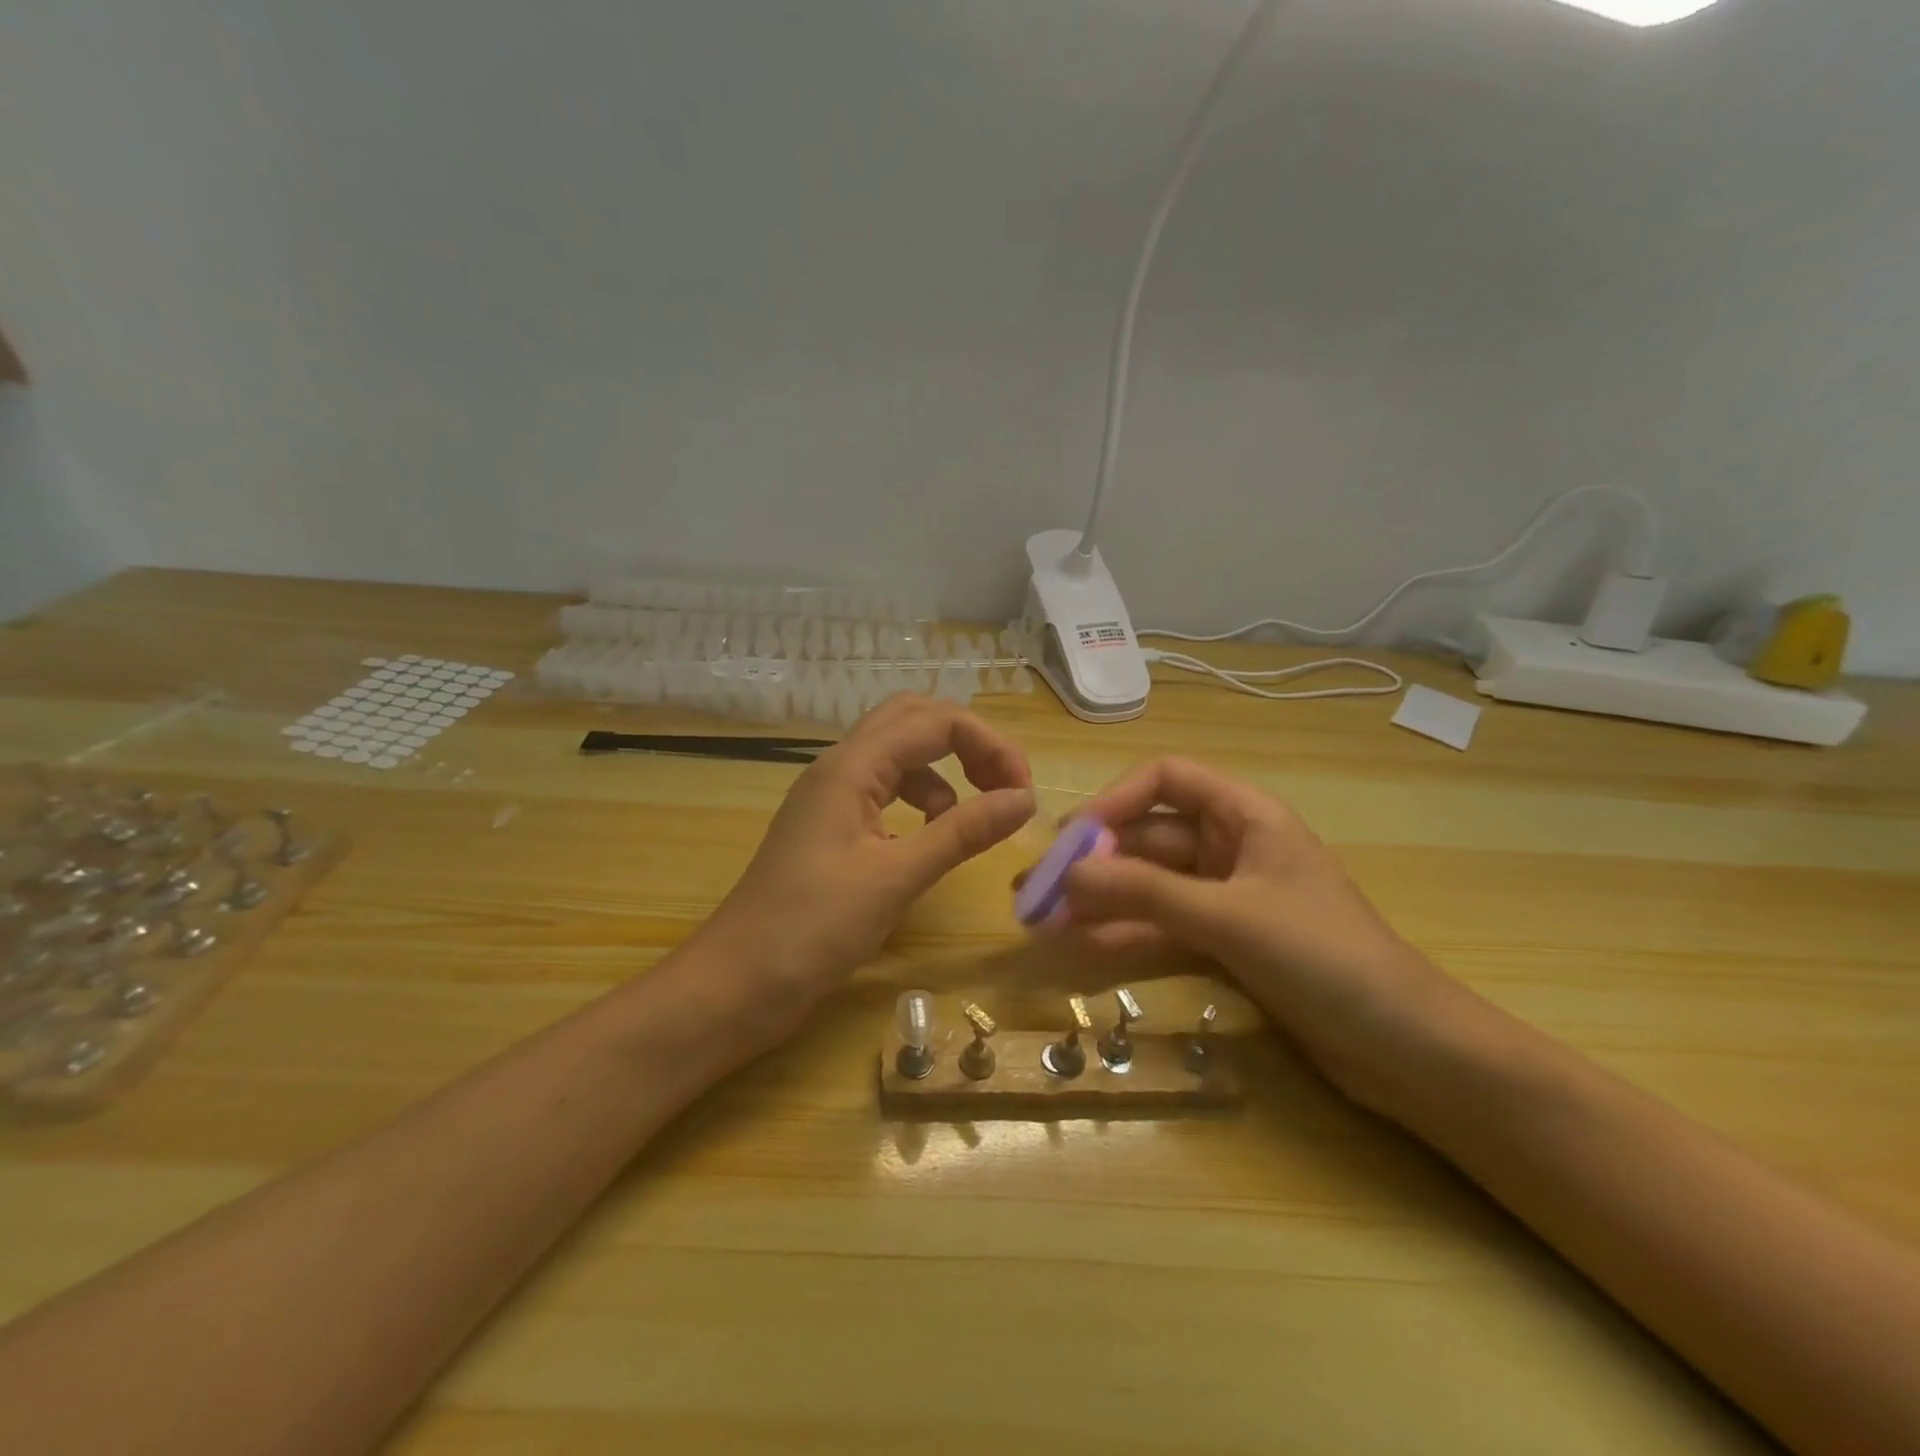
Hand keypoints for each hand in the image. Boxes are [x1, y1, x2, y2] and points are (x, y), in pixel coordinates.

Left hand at [698, 696, 1034, 1022]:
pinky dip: (920, 800)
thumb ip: (962, 832)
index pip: (935, 722)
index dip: (989, 745)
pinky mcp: (832, 827)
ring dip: (944, 771)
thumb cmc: (813, 929)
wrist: (737, 984)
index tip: (1024, 793)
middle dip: (967, 742)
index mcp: (851, 767)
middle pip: (913, 720)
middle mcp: (840, 767)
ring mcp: (832, 797)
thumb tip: (1025, 800)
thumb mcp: (896, 878)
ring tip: (971, 817)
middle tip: (1004, 786)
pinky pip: (885, 790)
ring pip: (899, 754)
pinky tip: (930, 838)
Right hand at [1062, 757, 1460, 1103]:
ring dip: (1102, 899)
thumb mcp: (1230, 919)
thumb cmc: (1327, 960)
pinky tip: (1085, 947)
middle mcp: (1232, 846)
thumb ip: (1145, 893)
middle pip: (1149, 836)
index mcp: (1245, 815)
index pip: (1165, 779)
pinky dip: (1127, 933)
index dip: (1114, 800)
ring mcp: (1229, 896)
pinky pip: (1165, 925)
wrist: (1410, 1051)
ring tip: (1045, 922)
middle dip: (1095, 860)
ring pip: (1151, 884)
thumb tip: (1063, 876)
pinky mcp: (1228, 942)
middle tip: (1037, 891)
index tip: (1071, 839)